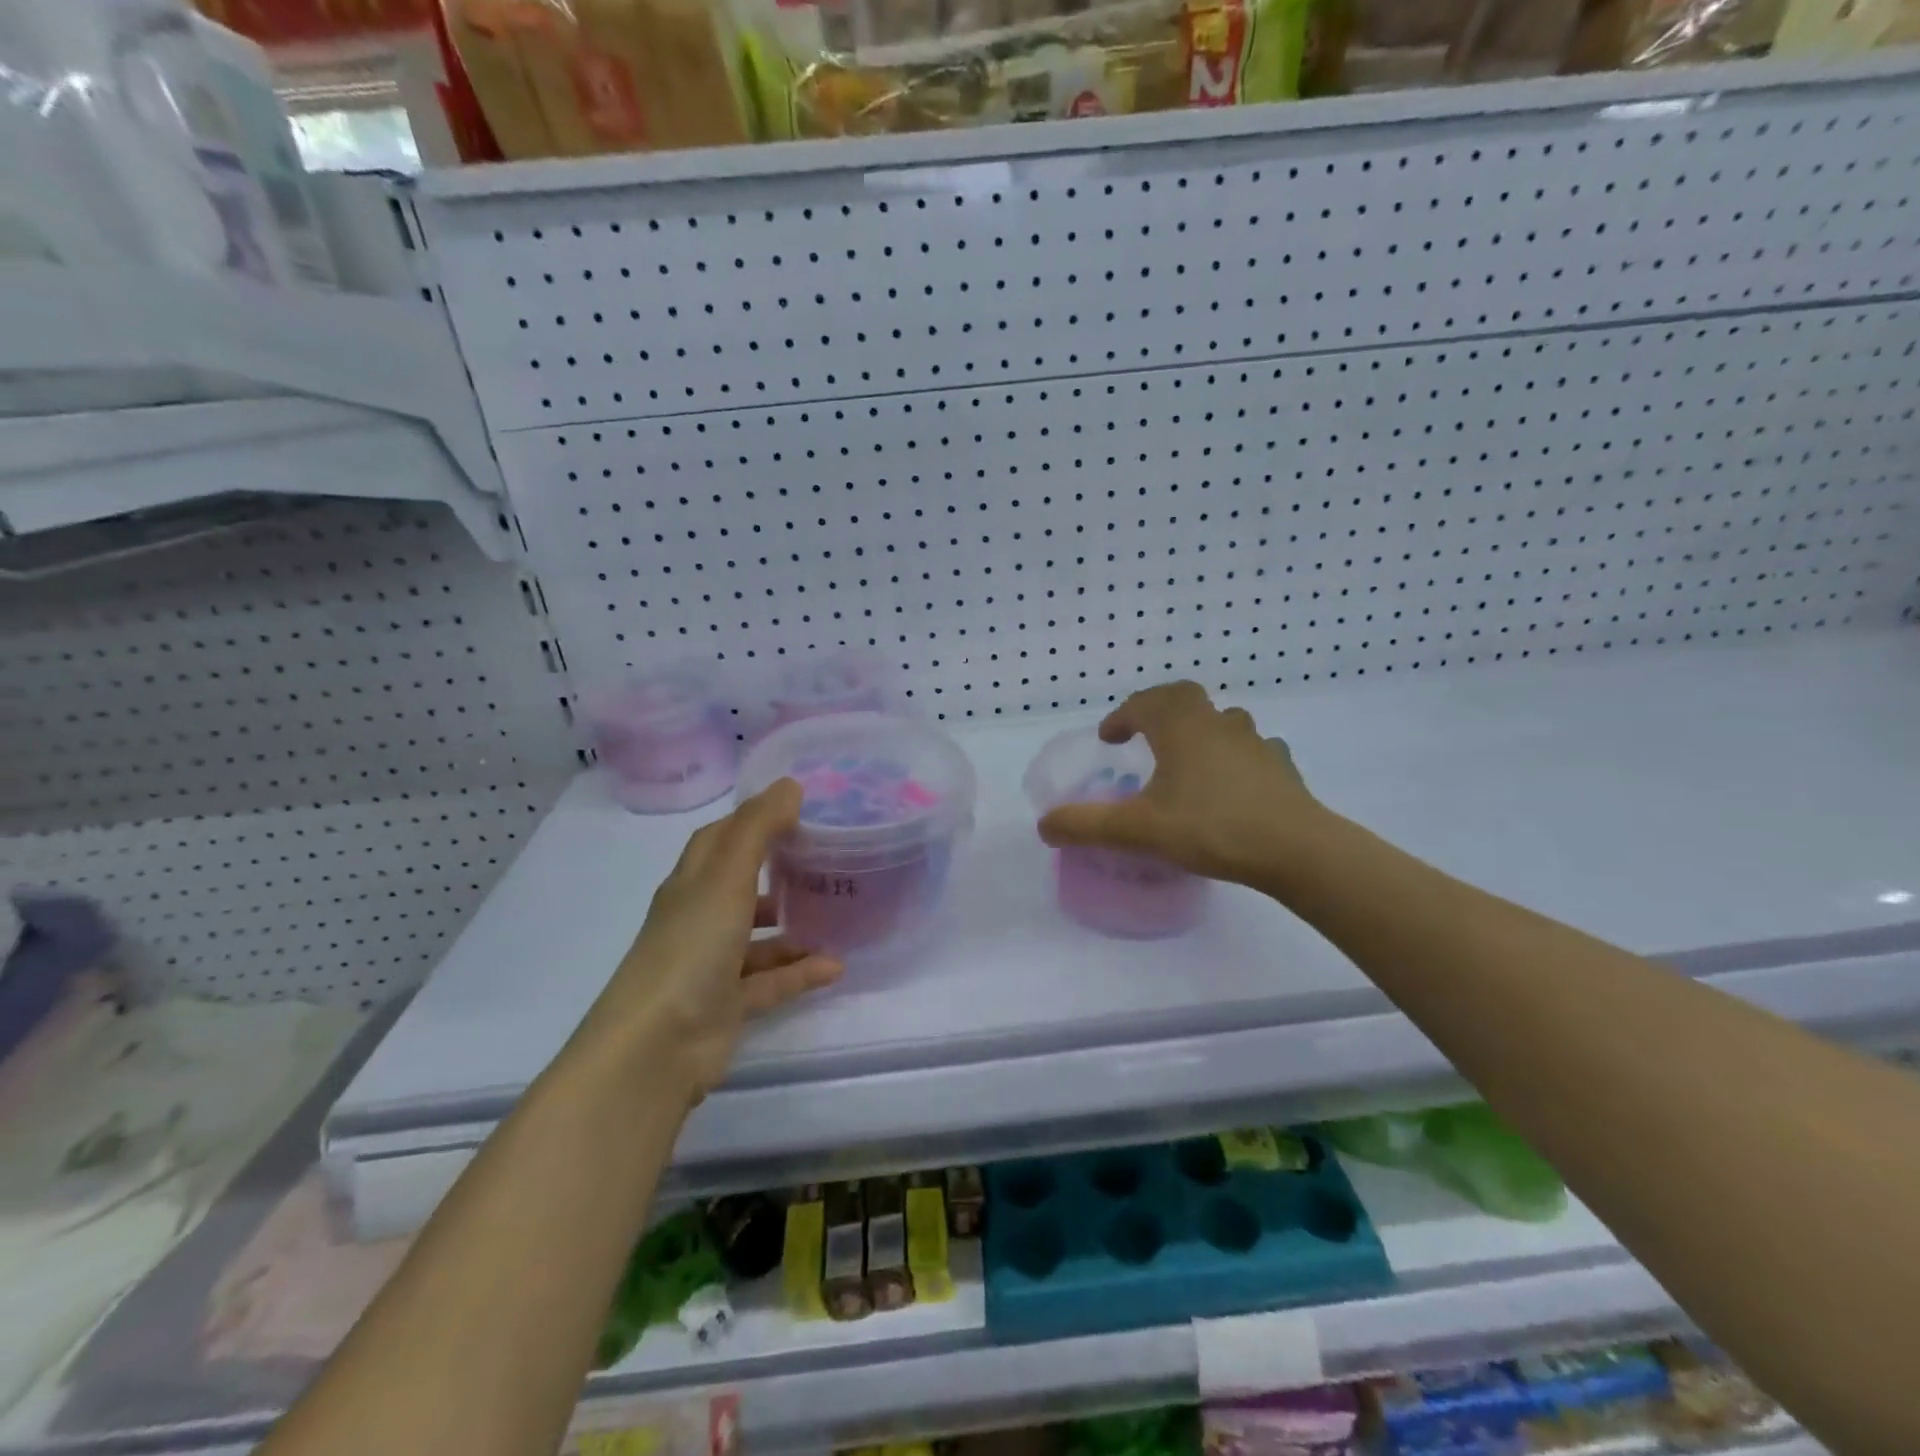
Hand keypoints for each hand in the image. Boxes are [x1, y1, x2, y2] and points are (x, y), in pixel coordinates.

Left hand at [582, 781, 841, 1105]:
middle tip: (826, 858)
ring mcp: (712, 964)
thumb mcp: (725, 877)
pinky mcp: (727, 1005)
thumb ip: (758, 829)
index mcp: (692, 884)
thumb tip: (790, 784)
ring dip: (793, 927)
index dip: (752, 820)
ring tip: (838, 914)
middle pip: (740, 885)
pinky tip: (836, 966)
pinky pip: (771, 982)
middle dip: (777, 870)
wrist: (656, 1047)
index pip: (719, 839)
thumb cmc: (690, 947)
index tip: (795, 808)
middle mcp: (699, 919)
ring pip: (758, 937)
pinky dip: (800, 972)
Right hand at [1037, 681, 1325, 888]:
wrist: (1295, 849)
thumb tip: (1044, 826)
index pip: (1145, 703)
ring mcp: (1255, 743)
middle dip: (1159, 710)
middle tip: (1145, 735)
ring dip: (1199, 730)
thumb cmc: (1211, 827)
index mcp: (1181, 727)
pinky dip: (1234, 756)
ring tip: (1186, 760)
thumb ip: (1087, 825)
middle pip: (1185, 698)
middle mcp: (1218, 724)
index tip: (1109, 737)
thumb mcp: (1139, 829)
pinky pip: (1251, 749)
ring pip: (1222, 721)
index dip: (1122, 716)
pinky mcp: (1281, 767)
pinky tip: (1231, 783)